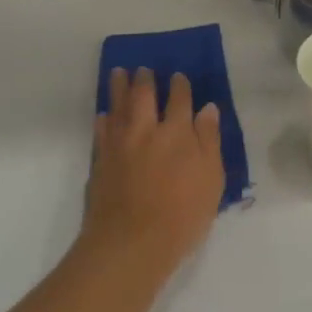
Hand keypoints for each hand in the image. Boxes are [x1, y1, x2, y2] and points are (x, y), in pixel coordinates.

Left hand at [84, 68, 225, 276]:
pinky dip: (104, 119)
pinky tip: (104, 115)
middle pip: (144, 96)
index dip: (180, 86)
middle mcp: (147, 131)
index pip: (180, 100)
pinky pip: (101, 131)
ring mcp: (119, 145)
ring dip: (118, 88)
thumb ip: (209, 141)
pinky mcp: (100, 162)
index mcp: (178, 133)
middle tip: (143, 69)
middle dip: (145, 80)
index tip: (178, 76)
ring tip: (118, 73)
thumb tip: (207, 109)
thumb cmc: (182, 214)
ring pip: (118, 107)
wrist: (131, 243)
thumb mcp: (211, 178)